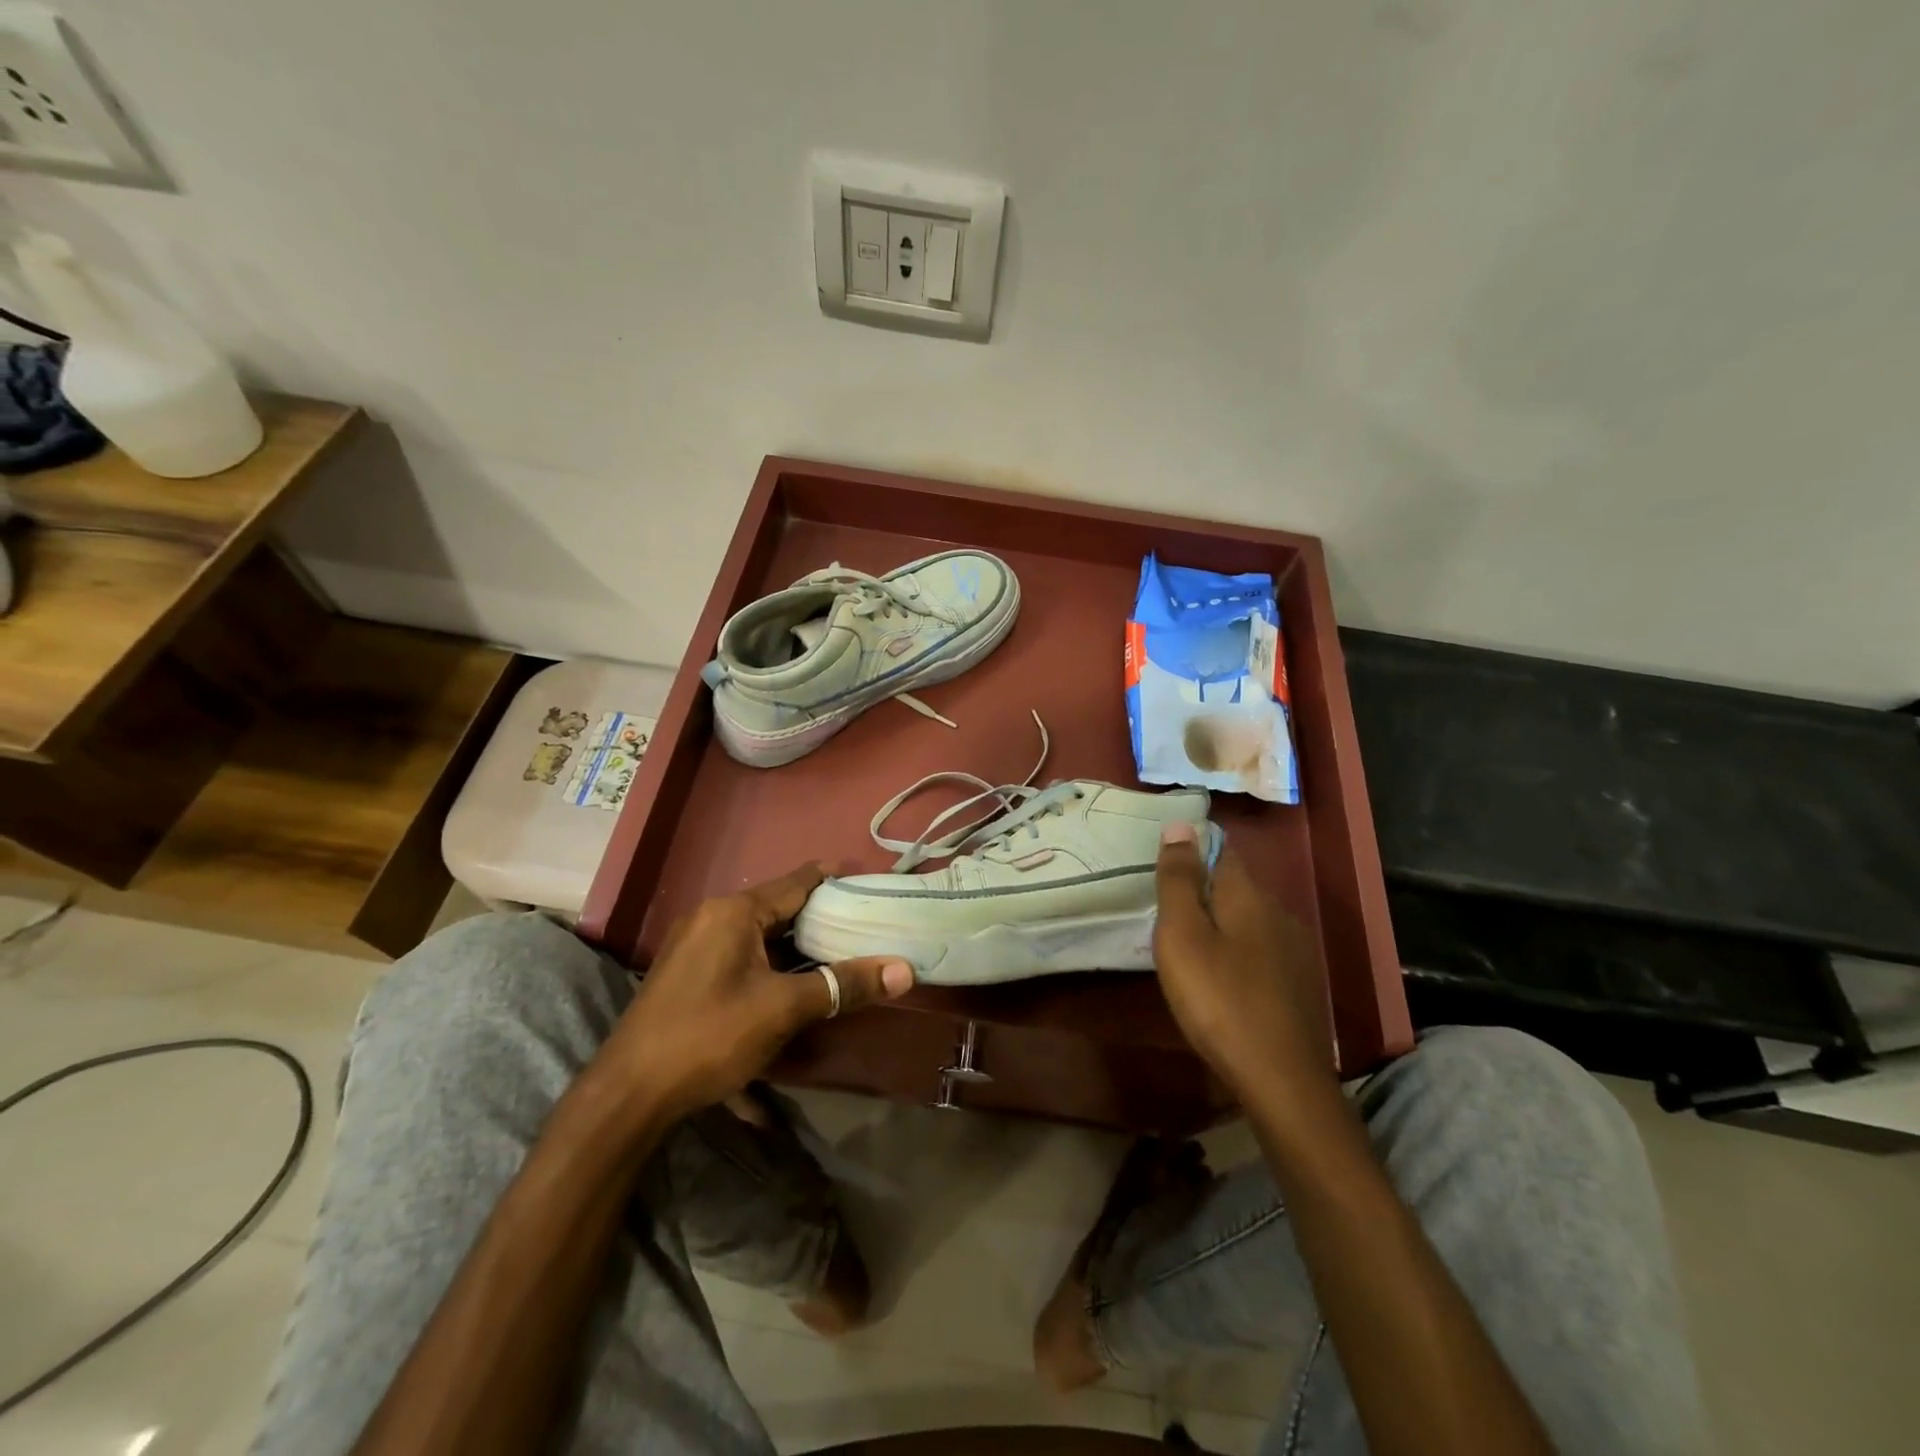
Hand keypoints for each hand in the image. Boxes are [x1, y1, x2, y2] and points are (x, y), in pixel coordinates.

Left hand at [605, 864, 912, 1117]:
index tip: (871, 881)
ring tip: (839, 949)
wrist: (629, 1093)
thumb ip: (843, 985)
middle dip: (821, 915)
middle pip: (779, 906)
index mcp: (734, 911)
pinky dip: (772, 958)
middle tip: (866, 922)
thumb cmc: (709, 1035)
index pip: (797, 882)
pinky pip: (741, 951)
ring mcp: (695, 944)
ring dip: (796, 941)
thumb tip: (904, 971)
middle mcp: (712, 916)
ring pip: (760, 931)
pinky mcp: (688, 972)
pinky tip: (793, 980)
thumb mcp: (783, 1009)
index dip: (835, 879)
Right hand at [1153, 824, 1335, 1100]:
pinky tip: (1223, 978)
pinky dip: (1238, 951)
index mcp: (1248, 894)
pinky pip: (1261, 949)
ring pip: (1249, 919)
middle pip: (1235, 884)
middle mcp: (1278, 911)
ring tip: (1189, 945)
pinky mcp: (1301, 983)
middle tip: (1165, 910)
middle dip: (1202, 888)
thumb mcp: (1182, 936)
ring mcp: (1295, 949)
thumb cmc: (1219, 999)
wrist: (1282, 1080)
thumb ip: (1179, 880)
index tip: (1162, 863)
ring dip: (1220, 922)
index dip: (1191, 849)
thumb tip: (1181, 824)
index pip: (1220, 849)